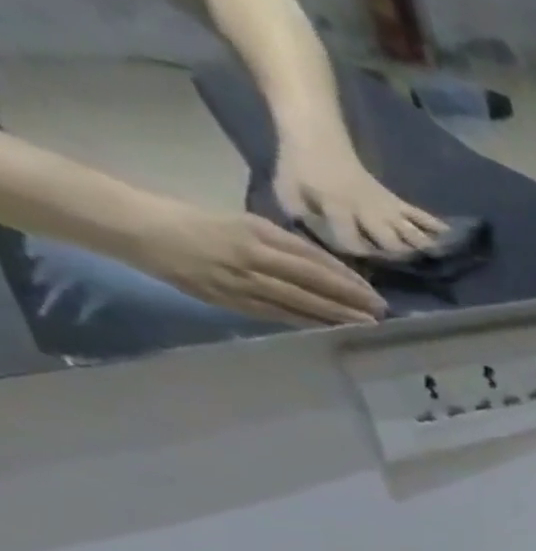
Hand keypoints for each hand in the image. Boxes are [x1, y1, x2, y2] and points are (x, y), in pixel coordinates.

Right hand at [130, 203, 385, 324]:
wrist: (139, 229)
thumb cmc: (199, 222)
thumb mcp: (245, 223)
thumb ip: (285, 246)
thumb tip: (330, 269)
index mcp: (256, 233)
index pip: (313, 259)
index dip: (346, 278)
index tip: (372, 292)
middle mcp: (252, 257)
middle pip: (313, 283)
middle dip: (350, 299)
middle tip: (381, 312)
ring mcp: (242, 282)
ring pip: (300, 302)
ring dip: (336, 315)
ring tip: (366, 323)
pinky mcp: (232, 301)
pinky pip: (279, 314)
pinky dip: (308, 321)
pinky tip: (331, 328)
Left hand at [273, 143, 444, 255]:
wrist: (317, 137)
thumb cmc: (299, 168)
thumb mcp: (286, 190)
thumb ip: (299, 216)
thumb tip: (316, 240)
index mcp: (337, 207)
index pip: (350, 239)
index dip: (358, 256)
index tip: (365, 271)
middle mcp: (366, 211)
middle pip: (390, 241)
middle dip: (401, 258)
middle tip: (414, 276)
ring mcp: (385, 206)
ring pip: (409, 231)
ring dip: (425, 248)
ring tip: (442, 264)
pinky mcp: (396, 202)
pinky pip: (419, 215)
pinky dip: (435, 226)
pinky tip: (451, 238)